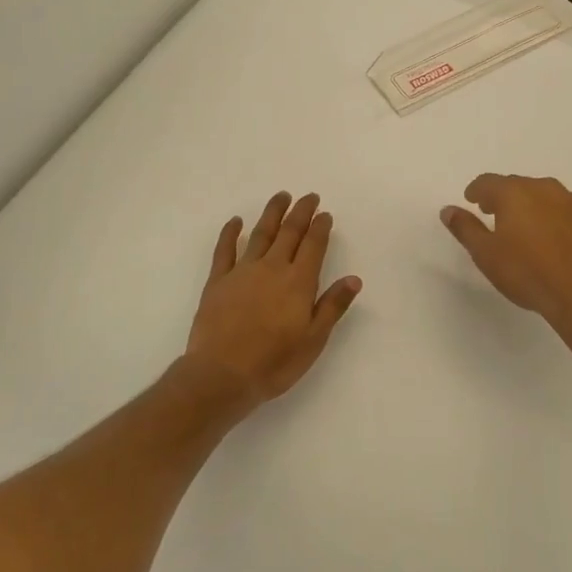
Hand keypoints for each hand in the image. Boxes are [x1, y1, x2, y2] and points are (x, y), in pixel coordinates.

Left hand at [184, 191, 361, 407]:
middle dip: (301, 212)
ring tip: (281, 196)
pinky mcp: (218, 281)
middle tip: (309, 196)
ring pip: (260, 234)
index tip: (325, 213)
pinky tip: (236, 221)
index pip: (313, 246)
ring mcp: (243, 272)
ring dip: (272, 213)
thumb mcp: (313, 339)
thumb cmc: (275, 362)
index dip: (320, 227)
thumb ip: (332, 306)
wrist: (222, 374)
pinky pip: (225, 250)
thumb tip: (353, 278)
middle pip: (289, 232)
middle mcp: (272, 268)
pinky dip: (231, 233)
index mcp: (299, 282)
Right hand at [441, 174, 571, 336]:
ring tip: (524, 227)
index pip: (488, 182)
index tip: (472, 201)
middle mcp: (544, 188)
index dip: (476, 191)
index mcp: (515, 193)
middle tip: (494, 214)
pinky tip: (552, 238)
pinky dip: (553, 217)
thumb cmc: (527, 273)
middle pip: (517, 185)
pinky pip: (565, 210)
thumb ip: (465, 228)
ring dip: (530, 205)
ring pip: (543, 195)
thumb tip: (448, 210)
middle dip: (502, 197)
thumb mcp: (486, 254)